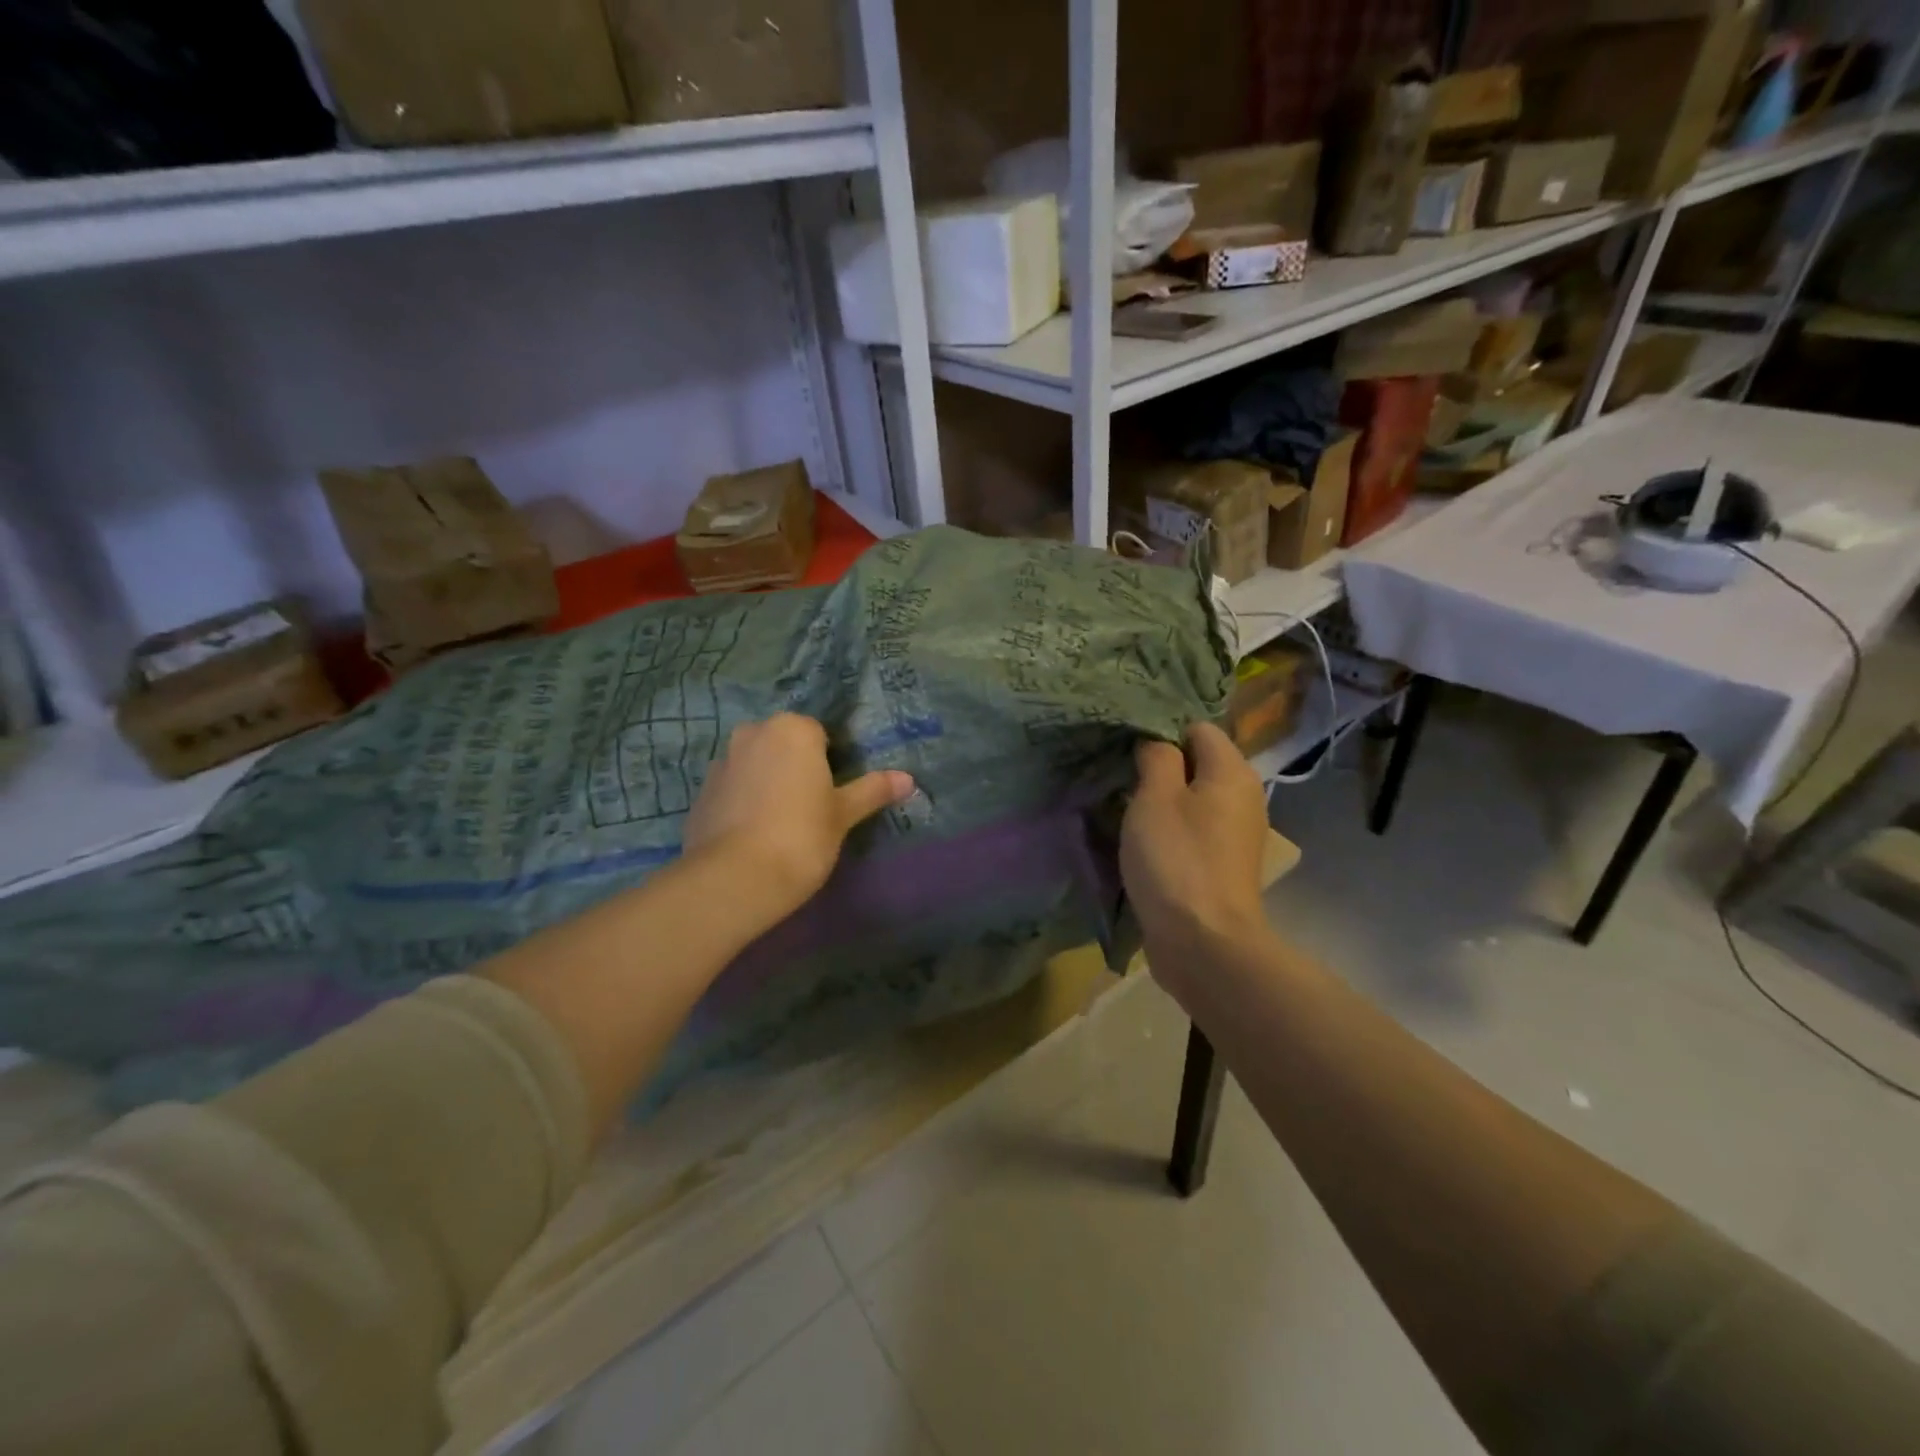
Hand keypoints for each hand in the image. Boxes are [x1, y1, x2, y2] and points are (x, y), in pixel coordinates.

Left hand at [684, 714, 914, 918]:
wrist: (735, 879)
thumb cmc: (801, 836)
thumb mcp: (844, 814)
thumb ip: (873, 790)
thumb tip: (908, 779)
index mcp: (791, 729)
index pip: (818, 733)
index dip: (829, 762)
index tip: (832, 793)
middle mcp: (752, 734)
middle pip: (783, 744)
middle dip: (794, 767)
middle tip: (810, 808)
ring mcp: (722, 762)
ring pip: (755, 765)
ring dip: (767, 782)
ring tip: (779, 825)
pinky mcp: (701, 792)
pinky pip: (733, 789)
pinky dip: (743, 803)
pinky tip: (753, 836)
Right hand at [1120, 723, 1270, 983]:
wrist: (1204, 943)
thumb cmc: (1176, 860)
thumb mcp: (1155, 798)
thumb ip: (1157, 758)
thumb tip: (1157, 743)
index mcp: (1232, 773)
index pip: (1198, 728)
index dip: (1162, 731)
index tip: (1127, 750)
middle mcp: (1244, 797)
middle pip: (1199, 763)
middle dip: (1161, 767)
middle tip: (1120, 777)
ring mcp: (1237, 834)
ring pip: (1195, 799)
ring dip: (1162, 800)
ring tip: (1125, 808)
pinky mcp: (1224, 864)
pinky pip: (1195, 830)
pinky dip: (1171, 829)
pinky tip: (1144, 841)